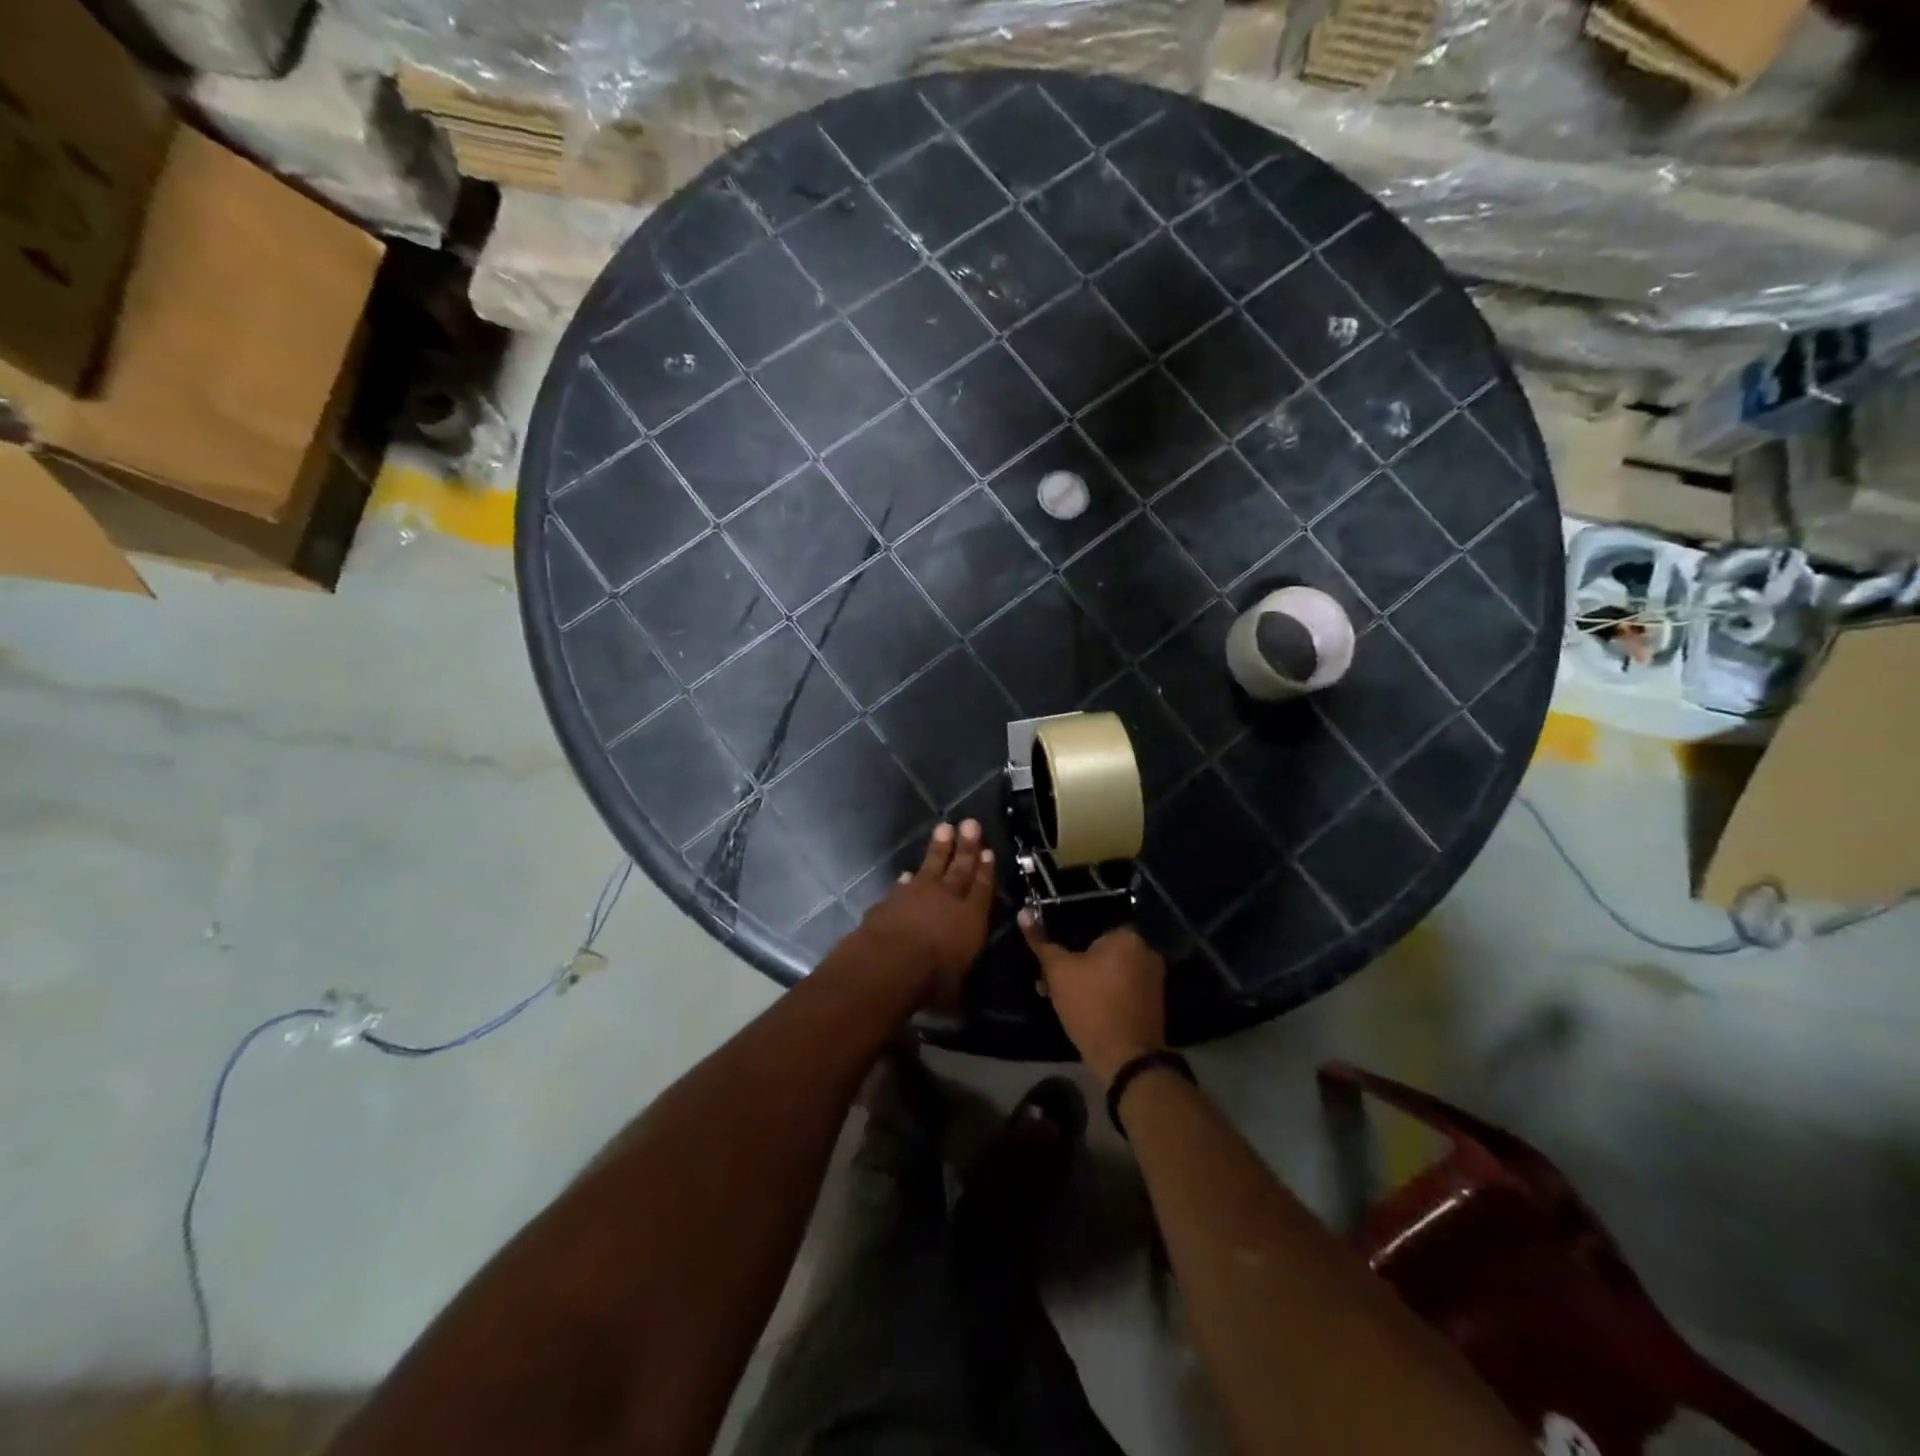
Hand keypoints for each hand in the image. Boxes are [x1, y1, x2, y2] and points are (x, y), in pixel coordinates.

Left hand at [855, 821, 994, 1010]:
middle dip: (967, 846)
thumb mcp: (953, 992)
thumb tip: (959, 999)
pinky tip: (907, 874)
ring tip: (945, 829)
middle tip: (970, 823)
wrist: (888, 964)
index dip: (986, 871)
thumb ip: (957, 984)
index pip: (982, 889)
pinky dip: (907, 879)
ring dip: (939, 848)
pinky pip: (903, 885)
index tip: (988, 851)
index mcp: (971, 920)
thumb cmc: (931, 981)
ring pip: (932, 866)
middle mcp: (947, 900)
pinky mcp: (892, 900)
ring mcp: (917, 895)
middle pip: (960, 868)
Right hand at [1019, 914, 1166, 1085]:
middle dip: (1073, 963)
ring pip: (1109, 970)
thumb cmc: (1091, 1006)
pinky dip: (1102, 992)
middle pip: (1099, 949)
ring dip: (1085, 979)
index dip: (1064, 940)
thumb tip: (1023, 912)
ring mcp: (1153, 978)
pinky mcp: (1152, 1002)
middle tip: (1049, 980)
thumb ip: (1041, 942)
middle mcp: (1146, 951)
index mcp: (1127, 936)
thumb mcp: (1058, 972)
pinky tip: (1081, 1008)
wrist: (1126, 1060)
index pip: (1089, 924)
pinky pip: (1120, 987)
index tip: (1048, 958)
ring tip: (1058, 997)